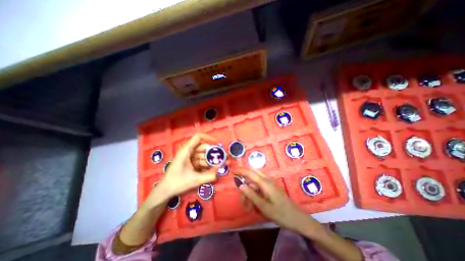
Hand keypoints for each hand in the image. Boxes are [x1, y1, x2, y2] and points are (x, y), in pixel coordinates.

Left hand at [149, 134, 219, 203]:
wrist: (164, 192)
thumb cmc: (177, 183)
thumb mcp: (195, 180)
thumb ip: (210, 175)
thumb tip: (222, 170)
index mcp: (186, 151)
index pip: (198, 137)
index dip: (209, 138)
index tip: (218, 143)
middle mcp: (187, 151)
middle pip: (202, 147)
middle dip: (212, 153)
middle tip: (222, 158)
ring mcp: (188, 157)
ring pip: (202, 155)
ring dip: (209, 160)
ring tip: (218, 167)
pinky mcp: (189, 163)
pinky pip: (199, 160)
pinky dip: (205, 164)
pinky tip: (211, 170)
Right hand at [237, 168, 313, 230]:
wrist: (298, 219)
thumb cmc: (281, 214)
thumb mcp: (264, 207)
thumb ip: (251, 195)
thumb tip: (240, 185)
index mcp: (265, 183)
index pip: (250, 172)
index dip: (240, 170)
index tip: (232, 171)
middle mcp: (267, 180)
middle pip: (251, 177)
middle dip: (244, 186)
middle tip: (243, 201)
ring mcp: (269, 184)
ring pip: (254, 184)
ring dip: (249, 193)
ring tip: (248, 208)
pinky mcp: (270, 188)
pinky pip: (259, 188)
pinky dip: (254, 195)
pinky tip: (254, 206)